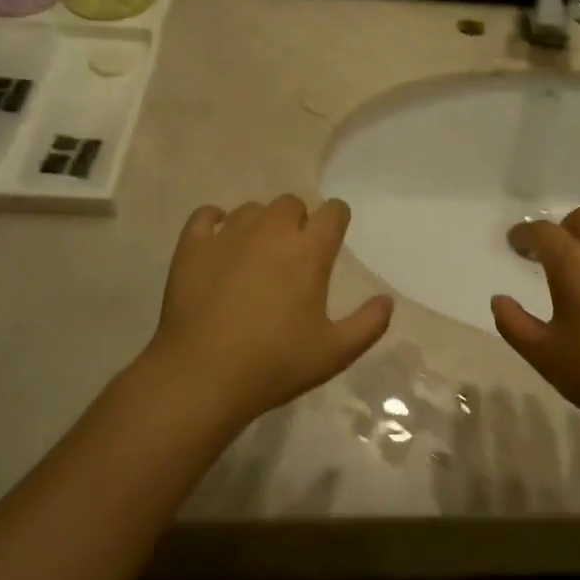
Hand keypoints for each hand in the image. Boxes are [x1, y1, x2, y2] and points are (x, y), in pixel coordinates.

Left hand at [144, 196, 392, 424]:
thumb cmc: (275, 364)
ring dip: (260, 224)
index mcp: (309, 251)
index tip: (332, 240)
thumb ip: (369, 324)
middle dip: (298, 222)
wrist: (202, 376)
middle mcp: (271, 231)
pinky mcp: (192, 246)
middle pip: (291, 203)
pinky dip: (215, 222)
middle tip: (293, 256)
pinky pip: (206, 215)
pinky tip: (218, 243)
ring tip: (255, 256)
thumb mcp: (335, 353)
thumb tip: (386, 300)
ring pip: (252, 209)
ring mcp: (228, 235)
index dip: (336, 221)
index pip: (334, 211)